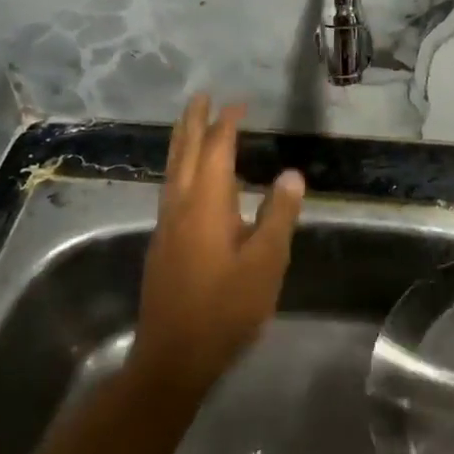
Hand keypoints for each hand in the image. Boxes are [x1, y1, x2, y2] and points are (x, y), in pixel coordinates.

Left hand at [128, 96, 304, 398]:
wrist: (173, 357)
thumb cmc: (226, 308)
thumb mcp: (266, 262)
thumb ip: (278, 215)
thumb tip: (291, 173)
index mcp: (207, 204)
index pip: (217, 150)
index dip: (227, 124)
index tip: (238, 103)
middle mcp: (180, 206)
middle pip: (185, 152)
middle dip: (194, 122)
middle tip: (202, 96)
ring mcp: (166, 226)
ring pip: (172, 170)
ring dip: (183, 142)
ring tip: (191, 124)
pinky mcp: (162, 244)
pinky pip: (171, 188)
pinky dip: (180, 167)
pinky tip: (188, 178)